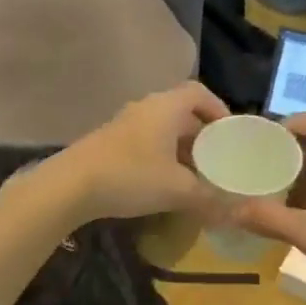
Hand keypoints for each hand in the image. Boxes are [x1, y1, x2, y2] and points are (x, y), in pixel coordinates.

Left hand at [44, 82, 230, 222]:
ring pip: (162, 129)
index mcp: (166, 108)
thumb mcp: (178, 190)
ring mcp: (124, 124)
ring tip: (195, 175)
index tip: (230, 132)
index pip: (199, 93)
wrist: (70, 186)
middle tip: (217, 159)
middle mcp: (145, 108)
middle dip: (202, 135)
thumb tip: (235, 211)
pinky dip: (161, 155)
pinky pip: (145, 141)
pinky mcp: (109, 142)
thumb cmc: (131, 176)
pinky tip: (164, 182)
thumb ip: (209, 198)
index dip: (218, 108)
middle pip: (181, 112)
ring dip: (180, 148)